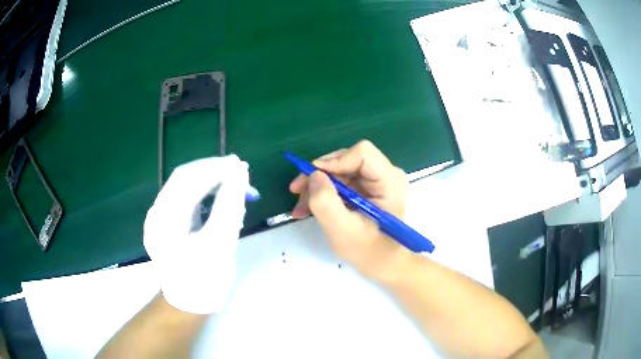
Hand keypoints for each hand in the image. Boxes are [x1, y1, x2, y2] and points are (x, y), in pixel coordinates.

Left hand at [144, 155, 254, 313]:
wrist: (189, 303)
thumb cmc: (204, 281)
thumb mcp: (219, 245)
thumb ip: (229, 207)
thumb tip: (239, 175)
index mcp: (164, 220)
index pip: (188, 179)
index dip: (215, 169)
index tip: (241, 166)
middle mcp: (157, 213)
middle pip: (184, 178)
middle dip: (213, 170)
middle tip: (240, 169)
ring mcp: (160, 217)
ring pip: (184, 185)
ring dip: (209, 178)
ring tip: (234, 179)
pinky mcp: (168, 221)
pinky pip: (185, 197)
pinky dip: (204, 190)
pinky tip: (220, 192)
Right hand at [289, 140, 410, 281]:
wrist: (382, 263)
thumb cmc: (368, 251)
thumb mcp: (343, 230)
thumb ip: (326, 202)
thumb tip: (314, 175)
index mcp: (389, 181)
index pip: (362, 154)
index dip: (334, 161)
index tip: (312, 178)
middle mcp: (384, 174)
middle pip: (346, 159)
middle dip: (320, 175)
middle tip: (297, 192)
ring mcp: (374, 180)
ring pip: (338, 170)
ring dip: (316, 186)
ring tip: (300, 208)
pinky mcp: (365, 188)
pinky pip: (339, 181)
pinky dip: (322, 193)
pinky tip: (307, 208)